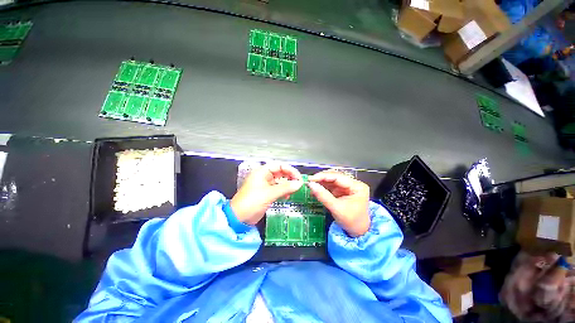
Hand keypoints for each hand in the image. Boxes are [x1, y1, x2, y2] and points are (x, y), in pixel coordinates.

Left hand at [231, 162, 302, 224]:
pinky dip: (283, 191)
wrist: (239, 218)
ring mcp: (265, 184)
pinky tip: (287, 196)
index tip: (298, 178)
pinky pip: (277, 189)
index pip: (279, 165)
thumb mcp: (270, 193)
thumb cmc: (252, 201)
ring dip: (287, 185)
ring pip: (280, 181)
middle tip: (298, 184)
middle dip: (290, 177)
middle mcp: (264, 176)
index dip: (290, 170)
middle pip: (280, 172)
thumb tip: (299, 184)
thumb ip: (286, 188)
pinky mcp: (266, 193)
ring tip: (294, 191)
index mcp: (262, 171)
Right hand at [308, 171, 369, 236]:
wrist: (358, 232)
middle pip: (334, 177)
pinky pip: (330, 187)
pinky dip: (322, 188)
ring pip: (331, 181)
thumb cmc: (351, 221)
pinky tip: (315, 190)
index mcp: (357, 186)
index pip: (338, 177)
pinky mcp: (342, 191)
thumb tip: (310, 185)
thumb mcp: (337, 208)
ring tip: (310, 185)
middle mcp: (353, 184)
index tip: (310, 179)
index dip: (323, 176)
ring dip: (321, 183)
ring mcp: (347, 187)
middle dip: (321, 179)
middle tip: (309, 181)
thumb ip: (323, 196)